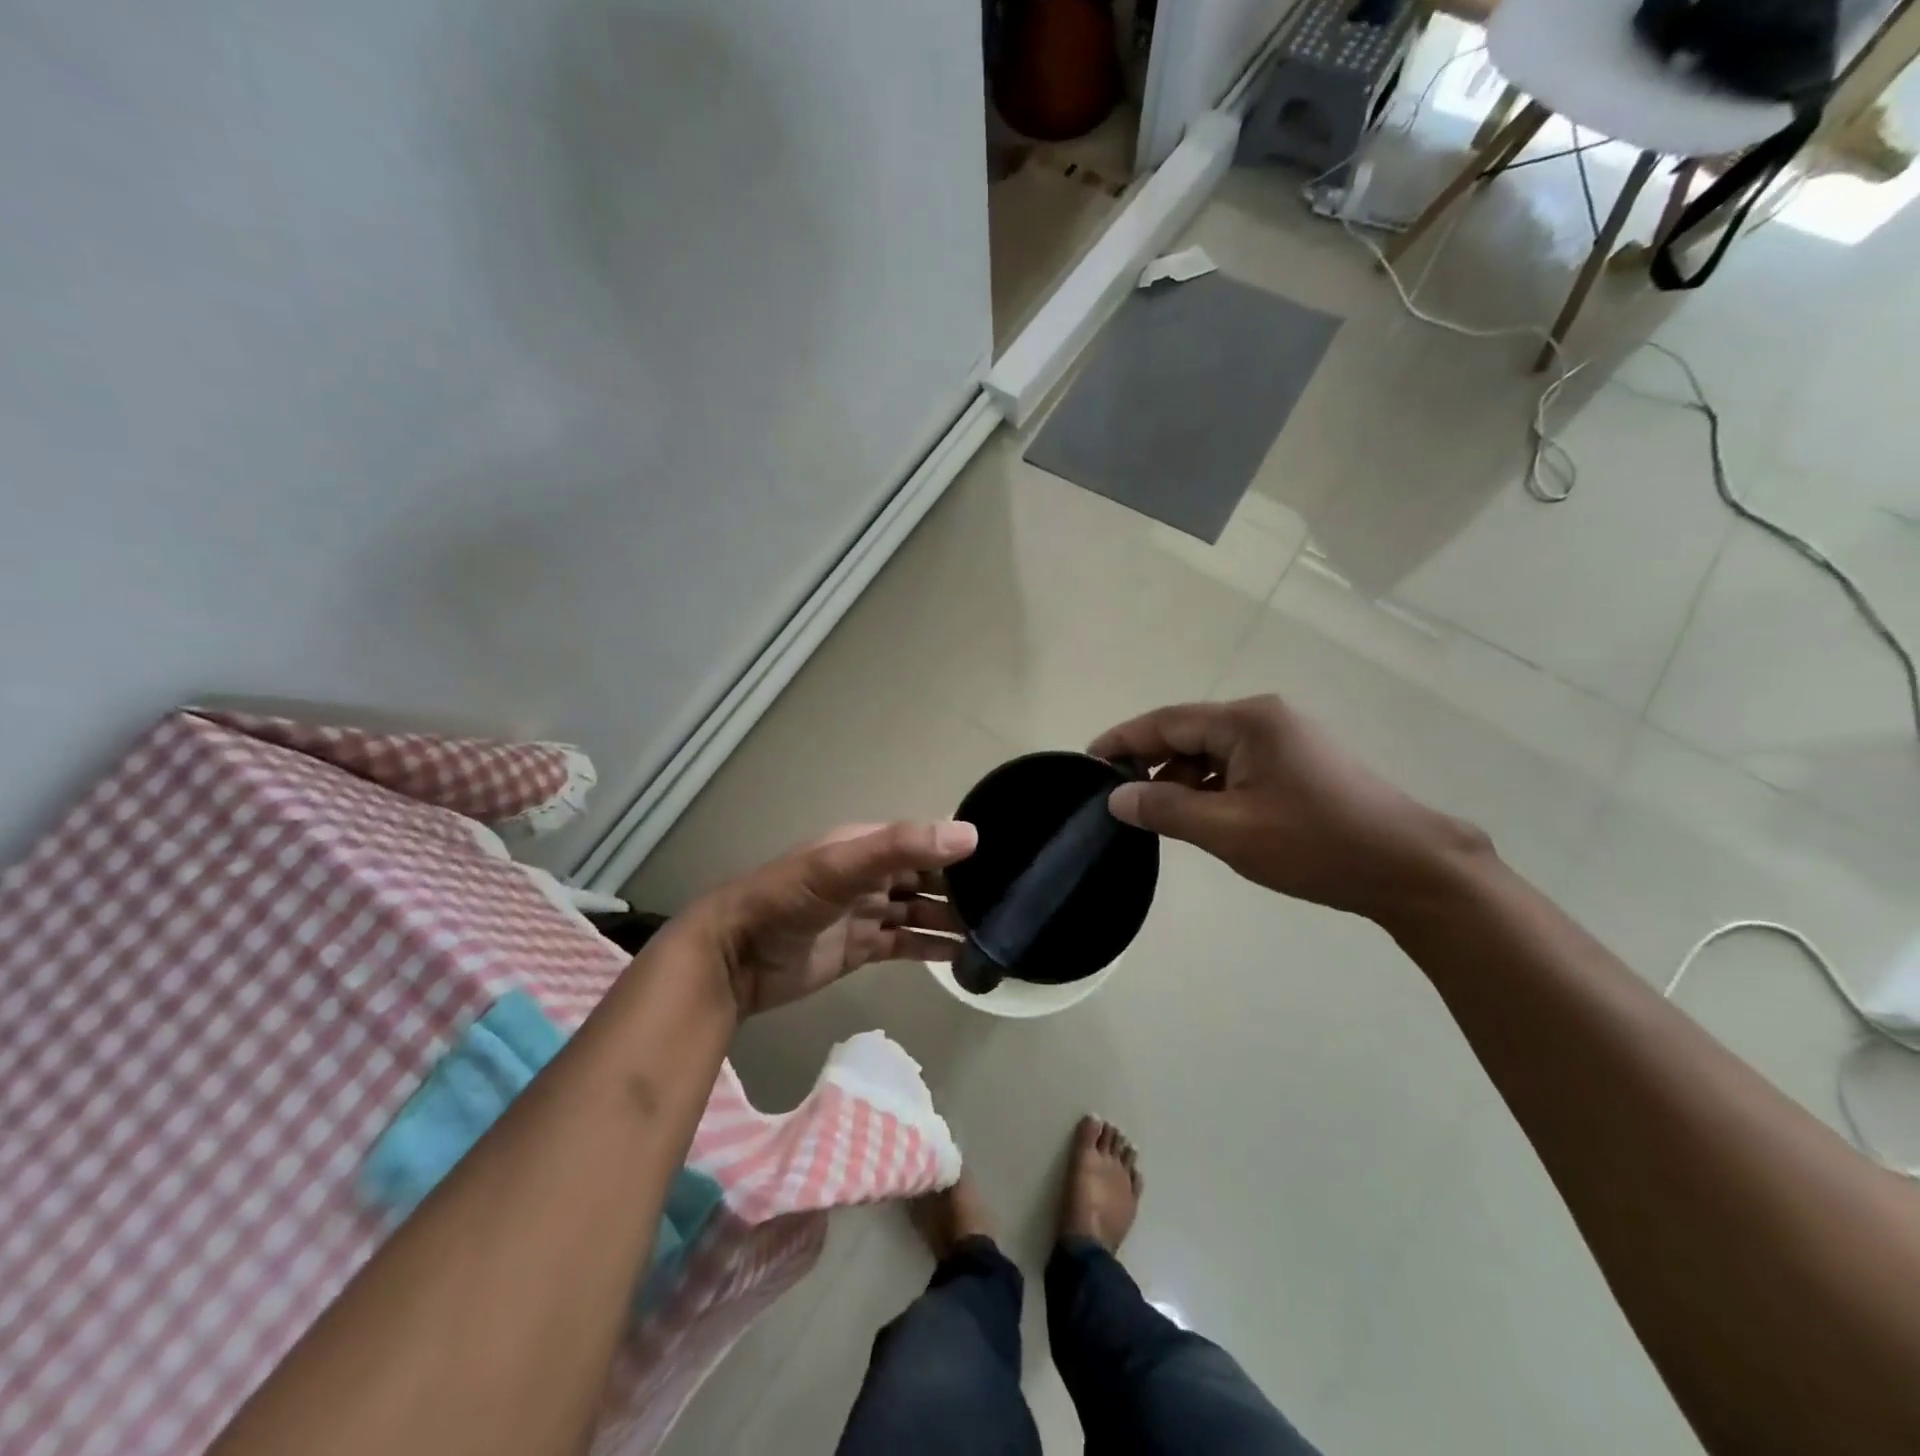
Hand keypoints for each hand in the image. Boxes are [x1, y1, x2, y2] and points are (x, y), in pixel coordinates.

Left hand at [681, 820, 977, 1016]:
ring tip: (994, 932)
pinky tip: (963, 956)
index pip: (925, 839)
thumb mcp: (842, 866)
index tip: (1006, 858)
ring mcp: (866, 913)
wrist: (734, 960)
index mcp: (867, 846)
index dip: (959, 847)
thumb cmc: (786, 901)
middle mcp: (871, 875)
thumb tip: (969, 834)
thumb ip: (901, 847)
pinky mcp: (861, 949)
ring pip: (919, 911)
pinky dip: (932, 949)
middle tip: (1009, 902)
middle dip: (962, 887)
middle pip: (926, 877)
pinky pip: (905, 943)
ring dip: (951, 920)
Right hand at [1090, 697, 1487, 922]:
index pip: (1167, 722)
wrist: (1408, 867)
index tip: (1088, 760)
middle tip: (1119, 797)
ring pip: (1213, 752)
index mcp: (1247, 722)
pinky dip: (1212, 786)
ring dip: (1183, 779)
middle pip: (1190, 733)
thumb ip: (1167, 809)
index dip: (1124, 740)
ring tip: (1160, 816)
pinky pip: (1238, 765)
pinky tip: (1204, 816)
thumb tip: (1117, 796)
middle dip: (1152, 762)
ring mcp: (1286, 738)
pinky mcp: (1300, 762)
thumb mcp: (1230, 830)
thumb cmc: (1316, 844)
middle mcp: (1265, 718)